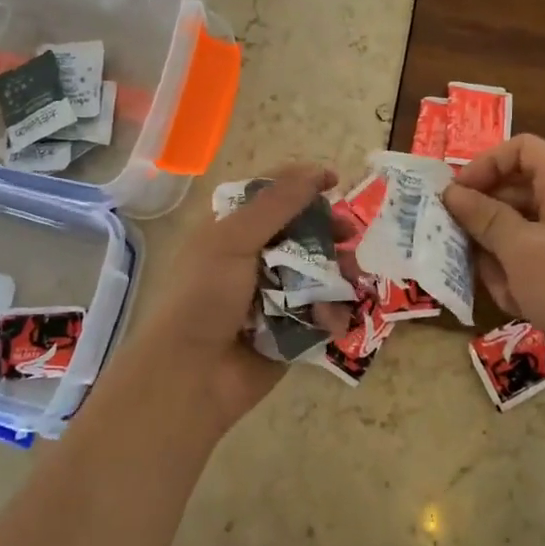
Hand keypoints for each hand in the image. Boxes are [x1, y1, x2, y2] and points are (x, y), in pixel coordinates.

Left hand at [116, 165, 355, 438]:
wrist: (191, 374)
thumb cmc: (204, 297)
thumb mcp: (233, 239)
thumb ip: (276, 204)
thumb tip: (315, 170)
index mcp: (233, 230)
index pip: (273, 195)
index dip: (303, 184)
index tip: (335, 181)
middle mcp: (255, 258)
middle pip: (305, 232)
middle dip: (331, 232)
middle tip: (350, 235)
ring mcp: (275, 295)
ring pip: (320, 272)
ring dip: (339, 274)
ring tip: (353, 281)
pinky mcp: (292, 329)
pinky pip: (323, 311)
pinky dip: (331, 313)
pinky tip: (331, 319)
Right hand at [442, 135, 544, 402]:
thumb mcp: (521, 250)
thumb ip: (484, 217)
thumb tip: (452, 192)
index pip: (521, 149)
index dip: (485, 165)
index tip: (455, 196)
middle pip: (514, 193)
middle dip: (483, 220)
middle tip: (455, 247)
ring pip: (517, 234)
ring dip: (498, 259)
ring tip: (503, 288)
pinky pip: (532, 265)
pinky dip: (519, 282)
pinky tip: (521, 308)